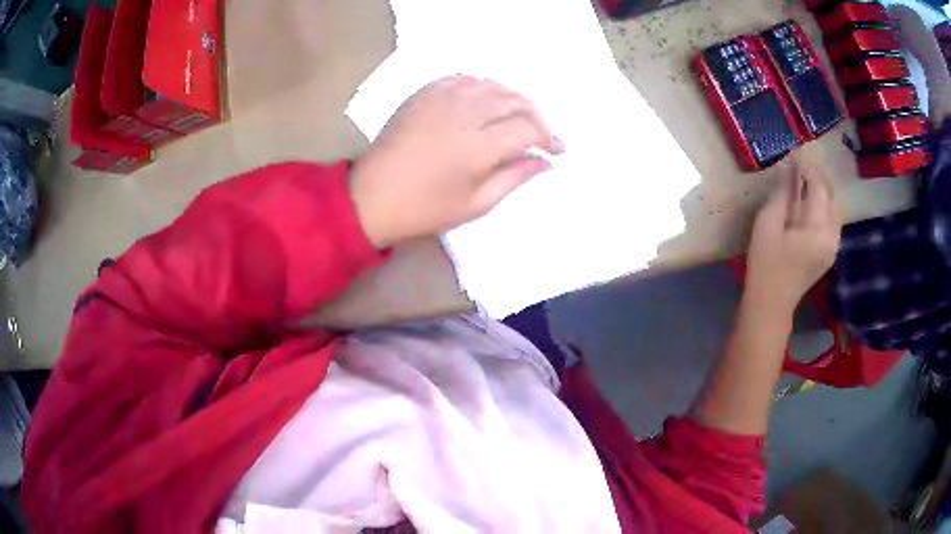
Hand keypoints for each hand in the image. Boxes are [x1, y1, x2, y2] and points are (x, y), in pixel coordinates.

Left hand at [350, 76, 563, 247]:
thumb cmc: (424, 209)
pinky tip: (484, 101)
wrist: (372, 196)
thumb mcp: (476, 204)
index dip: (549, 138)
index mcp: (478, 147)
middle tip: (541, 134)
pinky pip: (463, 79)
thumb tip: (545, 162)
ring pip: (491, 85)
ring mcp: (441, 99)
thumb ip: (515, 178)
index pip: (528, 129)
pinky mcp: (424, 94)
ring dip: (512, 98)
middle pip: (515, 100)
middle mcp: (464, 114)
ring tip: (517, 117)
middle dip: (536, 116)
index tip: (558, 150)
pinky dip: (481, 86)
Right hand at [745, 156, 842, 314]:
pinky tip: (813, 199)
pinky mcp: (829, 252)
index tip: (796, 153)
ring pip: (835, 207)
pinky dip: (825, 204)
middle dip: (820, 175)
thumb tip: (789, 170)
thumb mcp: (768, 225)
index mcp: (818, 230)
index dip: (808, 168)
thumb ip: (782, 195)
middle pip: (833, 196)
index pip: (819, 188)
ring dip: (824, 189)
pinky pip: (833, 220)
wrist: (772, 305)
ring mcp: (833, 246)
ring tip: (809, 176)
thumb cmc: (766, 265)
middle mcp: (832, 236)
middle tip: (805, 160)